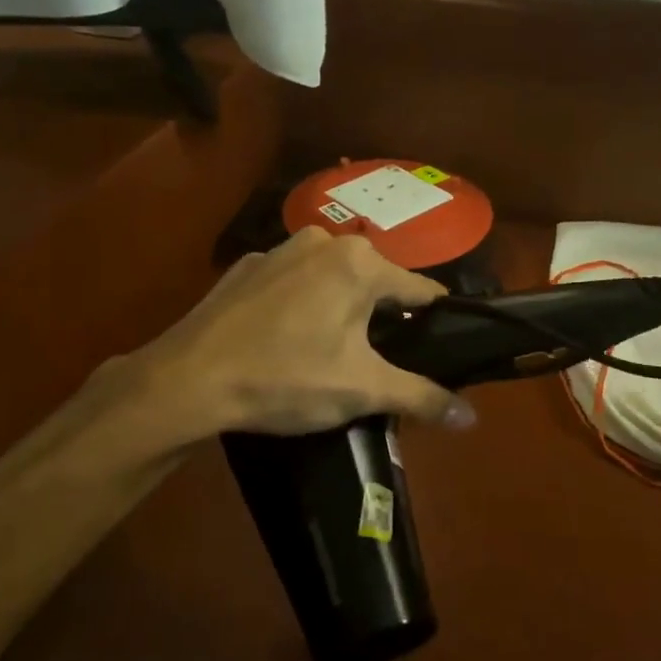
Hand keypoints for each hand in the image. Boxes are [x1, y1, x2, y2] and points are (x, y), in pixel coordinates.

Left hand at [131, 228, 477, 439]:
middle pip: (375, 282)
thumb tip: (471, 420)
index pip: (420, 291)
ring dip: (342, 308)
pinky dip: (302, 303)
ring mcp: (280, 249)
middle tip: (377, 362)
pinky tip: (286, 339)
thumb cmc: (286, 378)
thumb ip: (421, 397)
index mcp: (360, 264)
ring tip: (332, 352)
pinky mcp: (247, 266)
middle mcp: (325, 241)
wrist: (188, 379)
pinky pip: (294, 282)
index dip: (433, 323)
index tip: (436, 349)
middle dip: (382, 318)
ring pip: (332, 279)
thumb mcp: (361, 390)